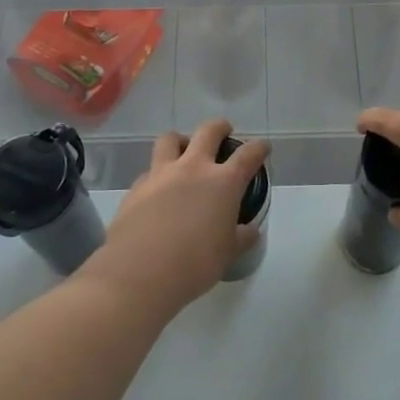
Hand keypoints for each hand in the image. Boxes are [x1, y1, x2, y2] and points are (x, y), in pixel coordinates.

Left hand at [88, 120, 268, 314]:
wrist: (140, 272)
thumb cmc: (195, 264)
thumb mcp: (228, 254)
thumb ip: (241, 237)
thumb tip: (250, 230)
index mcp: (223, 182)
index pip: (248, 155)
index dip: (258, 148)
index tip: (263, 147)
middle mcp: (193, 168)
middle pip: (208, 131)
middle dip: (220, 127)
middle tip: (224, 132)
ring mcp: (161, 174)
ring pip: (171, 139)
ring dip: (181, 141)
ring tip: (184, 152)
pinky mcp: (137, 187)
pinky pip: (149, 171)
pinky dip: (157, 175)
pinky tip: (158, 192)